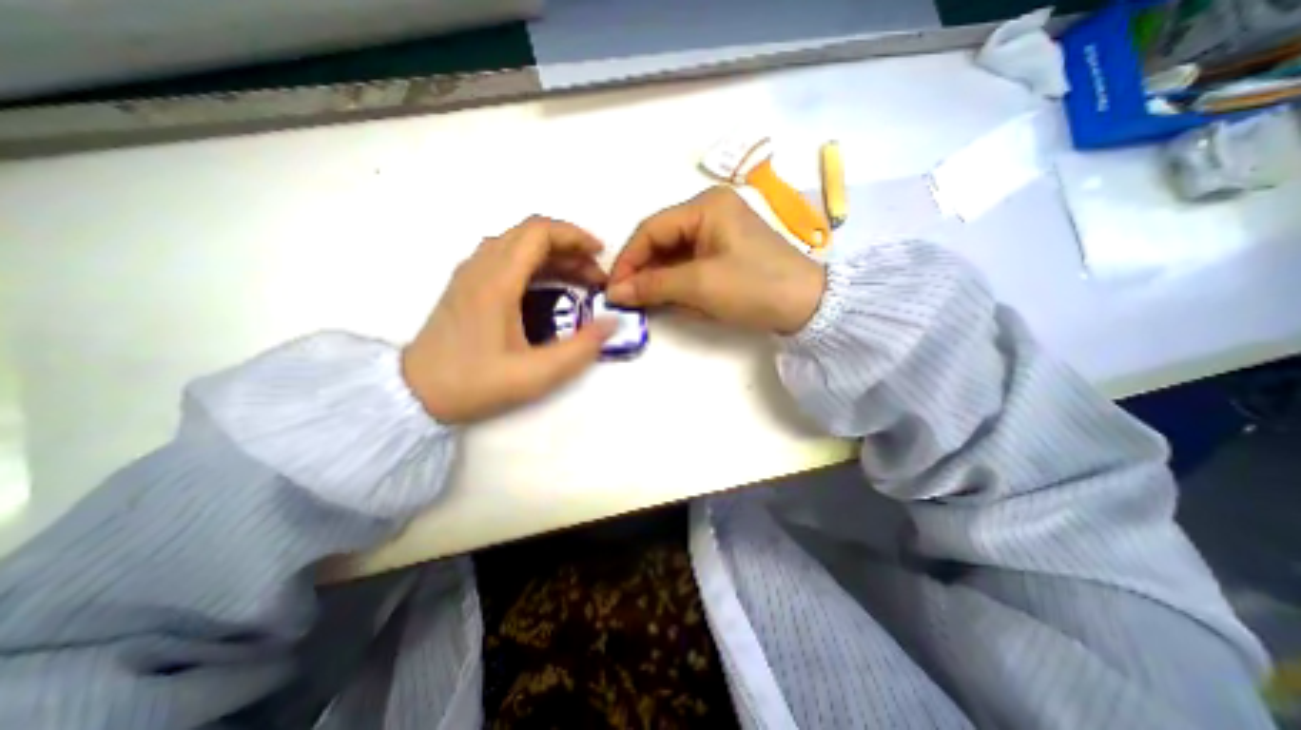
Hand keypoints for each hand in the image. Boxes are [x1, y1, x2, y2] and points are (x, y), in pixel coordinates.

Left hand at [398, 214, 614, 423]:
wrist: (414, 394)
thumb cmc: (475, 383)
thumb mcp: (536, 374)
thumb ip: (580, 349)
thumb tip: (612, 323)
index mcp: (496, 281)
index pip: (539, 233)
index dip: (574, 236)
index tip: (600, 255)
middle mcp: (481, 267)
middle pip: (530, 233)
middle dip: (569, 247)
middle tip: (595, 275)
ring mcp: (470, 275)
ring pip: (517, 244)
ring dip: (553, 254)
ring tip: (579, 280)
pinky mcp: (467, 286)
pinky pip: (506, 258)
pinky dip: (535, 263)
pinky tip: (549, 287)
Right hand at [609, 189, 821, 334]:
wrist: (807, 306)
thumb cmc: (753, 287)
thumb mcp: (699, 285)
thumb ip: (653, 285)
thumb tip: (616, 292)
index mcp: (705, 206)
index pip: (651, 229)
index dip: (628, 259)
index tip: (612, 288)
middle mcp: (710, 211)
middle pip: (662, 240)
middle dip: (643, 271)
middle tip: (626, 298)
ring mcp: (719, 232)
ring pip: (675, 254)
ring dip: (660, 279)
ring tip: (646, 302)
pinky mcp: (726, 252)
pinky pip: (691, 263)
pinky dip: (678, 282)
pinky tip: (672, 299)